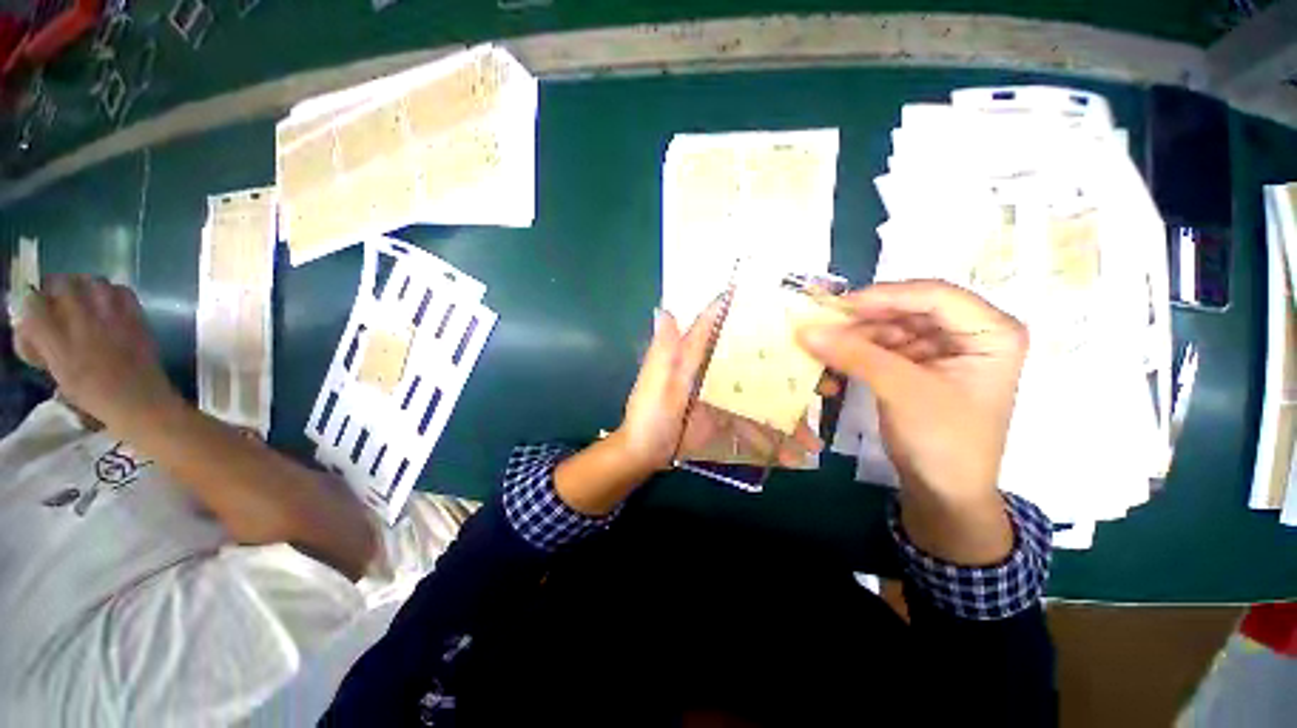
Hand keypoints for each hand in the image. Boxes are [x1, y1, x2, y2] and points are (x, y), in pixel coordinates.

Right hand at [14, 275, 180, 433]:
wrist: (139, 400)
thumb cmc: (94, 395)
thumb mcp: (57, 372)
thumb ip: (44, 345)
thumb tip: (33, 325)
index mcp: (57, 342)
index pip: (32, 304)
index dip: (31, 304)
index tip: (34, 311)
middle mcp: (81, 323)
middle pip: (61, 283)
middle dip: (55, 288)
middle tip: (57, 300)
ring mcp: (111, 317)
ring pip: (91, 281)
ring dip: (84, 286)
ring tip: (83, 300)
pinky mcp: (136, 317)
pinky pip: (122, 291)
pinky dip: (113, 293)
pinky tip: (109, 305)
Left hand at [556, 301, 823, 516]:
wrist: (644, 453)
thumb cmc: (648, 415)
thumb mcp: (655, 383)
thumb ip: (665, 351)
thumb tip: (663, 310)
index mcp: (695, 358)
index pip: (721, 329)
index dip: (747, 315)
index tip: (785, 307)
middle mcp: (714, 372)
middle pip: (756, 366)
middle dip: (791, 374)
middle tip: (828, 383)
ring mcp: (723, 398)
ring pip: (761, 401)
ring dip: (788, 419)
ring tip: (815, 439)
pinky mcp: (726, 420)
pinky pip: (752, 428)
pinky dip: (770, 442)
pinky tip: (793, 457)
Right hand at [796, 280, 1027, 563]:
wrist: (943, 492)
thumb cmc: (942, 441)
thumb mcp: (901, 391)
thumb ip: (854, 355)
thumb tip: (805, 329)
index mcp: (991, 332)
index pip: (934, 295)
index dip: (884, 296)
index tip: (837, 307)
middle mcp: (969, 333)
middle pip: (909, 309)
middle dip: (864, 318)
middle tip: (822, 324)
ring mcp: (942, 349)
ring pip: (891, 326)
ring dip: (856, 336)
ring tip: (823, 345)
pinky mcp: (918, 365)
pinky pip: (883, 346)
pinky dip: (858, 350)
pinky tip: (835, 359)